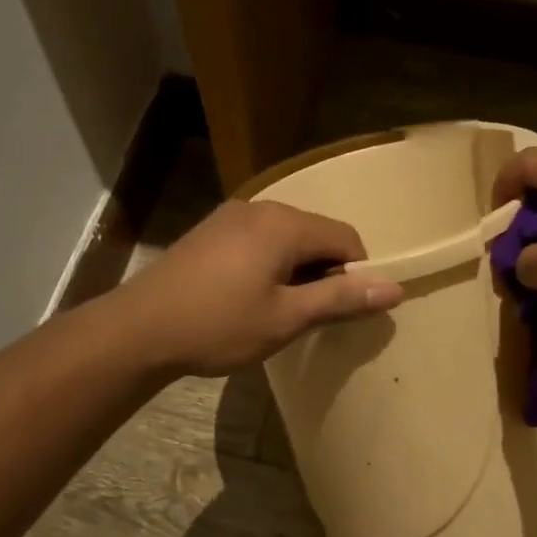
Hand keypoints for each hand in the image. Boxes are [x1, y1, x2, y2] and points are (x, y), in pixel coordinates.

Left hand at [113, 200, 403, 376]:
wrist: (140, 329)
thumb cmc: (220, 325)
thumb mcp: (287, 317)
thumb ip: (341, 299)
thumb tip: (396, 288)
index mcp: (285, 224)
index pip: (346, 238)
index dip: (355, 275)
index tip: (340, 312)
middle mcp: (260, 207)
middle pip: (316, 235)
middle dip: (325, 272)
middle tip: (310, 317)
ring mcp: (230, 216)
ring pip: (287, 239)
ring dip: (296, 272)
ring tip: (279, 312)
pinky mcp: (210, 232)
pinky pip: (259, 242)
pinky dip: (270, 267)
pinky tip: (250, 299)